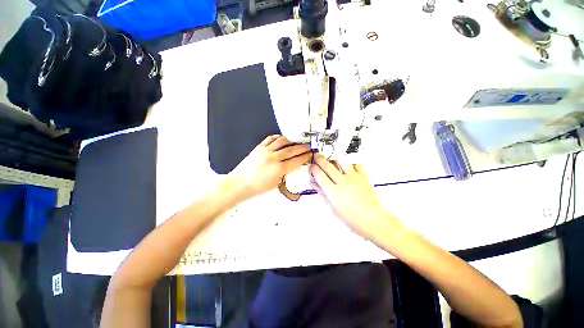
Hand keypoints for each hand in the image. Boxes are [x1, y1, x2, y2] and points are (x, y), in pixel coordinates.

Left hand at [228, 135, 311, 200]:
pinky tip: (282, 138)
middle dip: (302, 147)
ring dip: (292, 141)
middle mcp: (273, 158)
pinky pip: (270, 139)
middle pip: (292, 150)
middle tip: (308, 146)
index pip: (296, 161)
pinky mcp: (259, 147)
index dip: (305, 157)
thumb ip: (284, 173)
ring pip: (282, 142)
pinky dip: (278, 137)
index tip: (310, 154)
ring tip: (297, 141)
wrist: (239, 183)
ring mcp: (265, 151)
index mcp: (278, 169)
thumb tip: (290, 166)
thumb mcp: (275, 184)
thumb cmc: (257, 187)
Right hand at [309, 154, 393, 237]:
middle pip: (328, 166)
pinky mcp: (363, 176)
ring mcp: (354, 177)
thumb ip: (323, 194)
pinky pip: (356, 163)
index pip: (319, 175)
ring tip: (330, 157)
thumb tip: (314, 184)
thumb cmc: (352, 218)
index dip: (313, 169)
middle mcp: (343, 182)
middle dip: (320, 159)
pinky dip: (349, 160)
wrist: (373, 220)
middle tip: (317, 157)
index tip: (312, 167)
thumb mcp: (333, 208)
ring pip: (341, 161)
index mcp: (334, 192)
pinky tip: (345, 160)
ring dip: (333, 157)